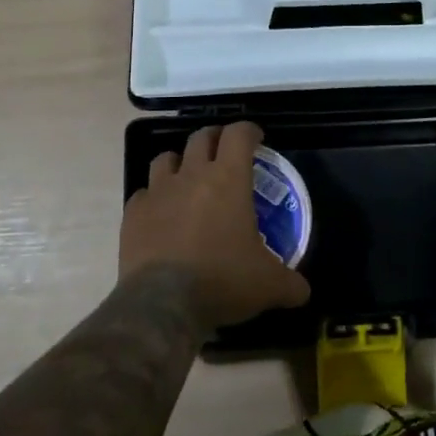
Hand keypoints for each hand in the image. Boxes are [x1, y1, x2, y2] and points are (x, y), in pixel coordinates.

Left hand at [121, 121, 311, 330]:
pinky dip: (154, 197)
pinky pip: (143, 193)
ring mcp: (158, 192)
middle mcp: (191, 175)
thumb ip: (290, 283)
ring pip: (165, 158)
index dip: (249, 131)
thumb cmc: (223, 281)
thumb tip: (303, 291)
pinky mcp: (133, 213)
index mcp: (228, 179)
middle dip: (215, 138)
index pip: (238, 135)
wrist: (163, 304)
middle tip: (224, 152)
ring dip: (180, 162)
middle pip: (201, 137)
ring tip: (188, 178)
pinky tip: (161, 214)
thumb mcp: (268, 285)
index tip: (256, 139)